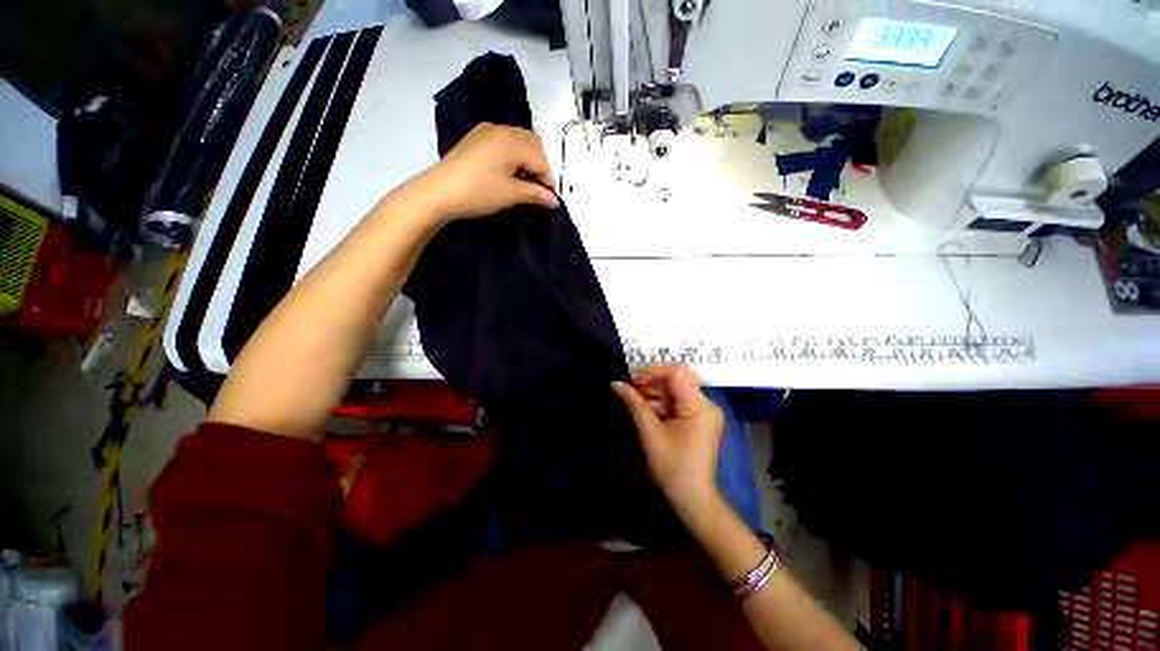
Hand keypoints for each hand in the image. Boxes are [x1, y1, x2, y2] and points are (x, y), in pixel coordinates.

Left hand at [409, 123, 557, 222]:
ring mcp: (486, 132)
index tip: (552, 198)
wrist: (438, 192)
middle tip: (539, 188)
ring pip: (518, 141)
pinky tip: (509, 173)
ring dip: (527, 160)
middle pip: (532, 143)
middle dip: (540, 165)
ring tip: (524, 182)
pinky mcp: (476, 139)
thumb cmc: (478, 192)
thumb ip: (536, 194)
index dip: (549, 179)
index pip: (540, 158)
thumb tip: (555, 201)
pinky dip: (513, 156)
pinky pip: (504, 142)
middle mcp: (501, 129)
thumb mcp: (510, 194)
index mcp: (511, 140)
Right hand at [612, 366, 723, 516]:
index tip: (633, 378)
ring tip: (634, 399)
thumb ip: (634, 403)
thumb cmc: (672, 467)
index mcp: (700, 407)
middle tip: (630, 388)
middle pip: (677, 382)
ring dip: (654, 394)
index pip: (678, 374)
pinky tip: (645, 409)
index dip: (654, 371)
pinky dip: (661, 404)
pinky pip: (678, 404)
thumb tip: (616, 383)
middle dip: (652, 383)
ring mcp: (704, 413)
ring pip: (675, 392)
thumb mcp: (650, 433)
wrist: (692, 499)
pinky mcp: (699, 421)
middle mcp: (706, 405)